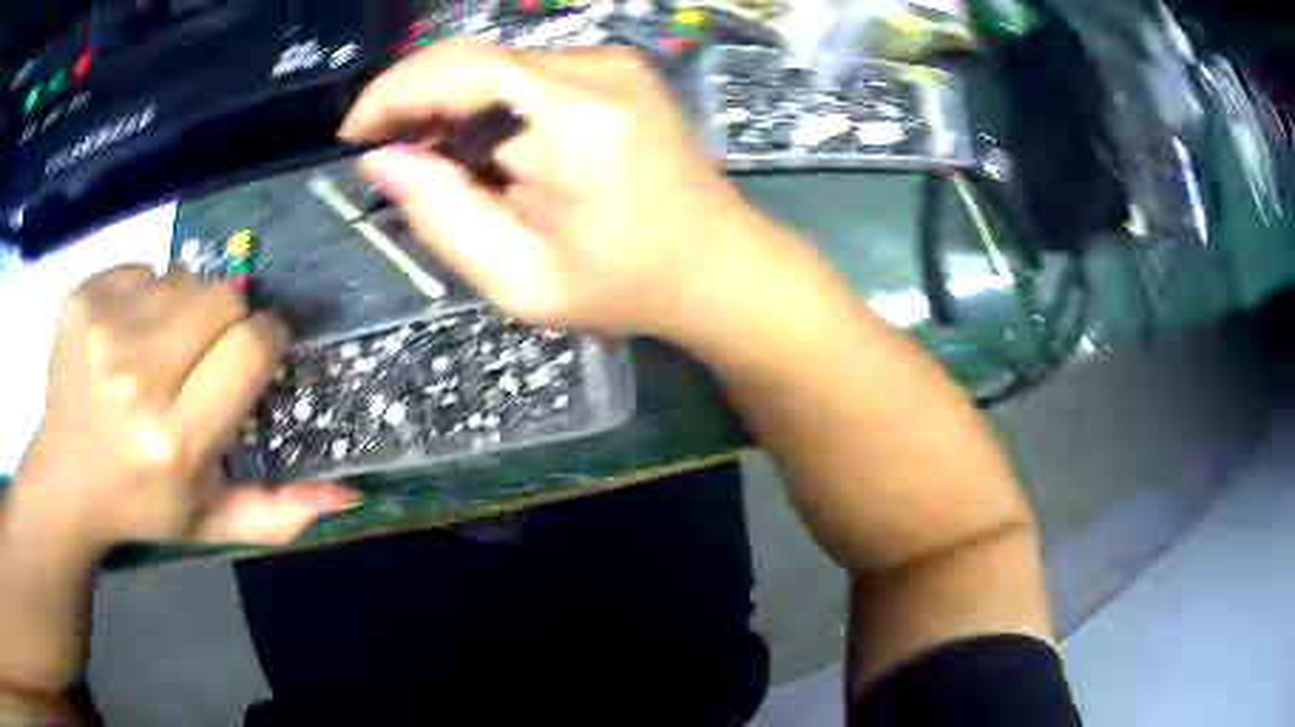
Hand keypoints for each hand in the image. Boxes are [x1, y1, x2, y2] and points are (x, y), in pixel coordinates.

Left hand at [11, 266, 358, 556]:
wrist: (65, 481)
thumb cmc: (143, 505)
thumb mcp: (213, 524)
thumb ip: (281, 513)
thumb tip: (351, 494)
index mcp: (174, 442)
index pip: (250, 346)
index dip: (265, 340)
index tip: (257, 352)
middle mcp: (136, 378)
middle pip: (222, 296)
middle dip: (227, 319)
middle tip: (205, 355)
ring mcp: (103, 329)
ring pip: (183, 275)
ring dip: (185, 306)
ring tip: (163, 348)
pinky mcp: (82, 297)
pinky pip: (142, 268)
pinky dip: (146, 295)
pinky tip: (127, 335)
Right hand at [340, 40, 787, 337]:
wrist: (718, 265)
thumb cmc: (626, 287)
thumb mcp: (519, 279)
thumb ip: (442, 215)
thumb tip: (382, 159)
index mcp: (577, 121)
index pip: (459, 69)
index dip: (392, 93)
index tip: (354, 135)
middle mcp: (598, 70)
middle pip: (473, 59)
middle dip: (414, 100)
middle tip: (387, 153)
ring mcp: (614, 63)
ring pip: (497, 64)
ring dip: (450, 103)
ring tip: (433, 158)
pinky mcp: (618, 69)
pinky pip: (528, 72)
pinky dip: (489, 101)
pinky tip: (484, 145)